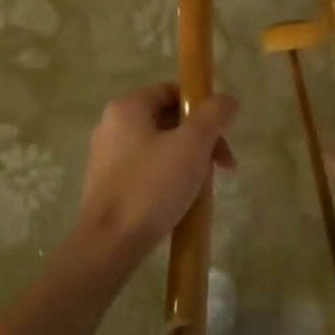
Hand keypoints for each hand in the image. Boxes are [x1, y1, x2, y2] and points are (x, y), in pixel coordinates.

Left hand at [71, 84, 237, 268]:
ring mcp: (106, 157)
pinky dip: (167, 179)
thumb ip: (213, 116)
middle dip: (200, 140)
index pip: (171, 92)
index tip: (222, 133)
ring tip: (204, 187)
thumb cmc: (152, 186)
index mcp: (127, 108)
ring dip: (187, 161)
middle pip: (166, 120)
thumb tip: (228, 99)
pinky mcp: (107, 186)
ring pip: (158, 148)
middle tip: (222, 166)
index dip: (202, 107)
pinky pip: (145, 171)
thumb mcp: (192, 145)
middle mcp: (111, 126)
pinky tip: (182, 201)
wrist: (111, 242)